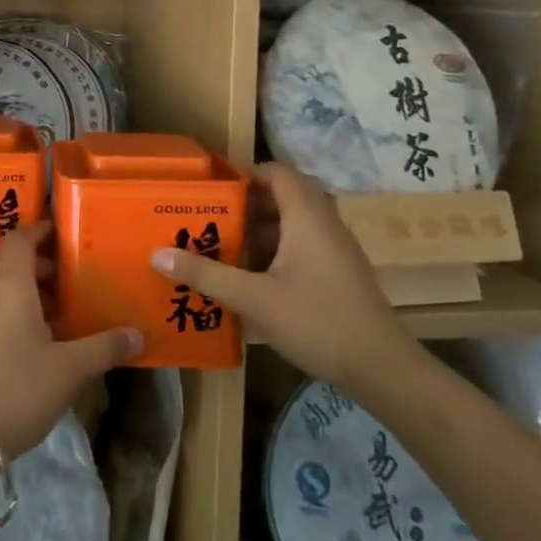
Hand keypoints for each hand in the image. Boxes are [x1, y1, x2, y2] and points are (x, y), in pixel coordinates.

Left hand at [0, 222, 143, 458]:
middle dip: (21, 254)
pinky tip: (29, 330)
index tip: (57, 231)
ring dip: (11, 279)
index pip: (18, 240)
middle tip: (52, 269)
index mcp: (9, 285)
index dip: (36, 231)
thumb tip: (138, 334)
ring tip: (47, 302)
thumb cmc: (20, 388)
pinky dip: (2, 302)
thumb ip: (104, 347)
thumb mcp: (70, 369)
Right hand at [150, 163, 417, 396]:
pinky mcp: (341, 272)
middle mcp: (325, 223)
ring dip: (262, 229)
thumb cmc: (317, 321)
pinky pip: (305, 244)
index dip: (246, 173)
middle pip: (285, 195)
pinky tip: (254, 277)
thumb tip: (157, 254)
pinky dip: (278, 249)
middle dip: (248, 203)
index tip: (214, 188)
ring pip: (295, 222)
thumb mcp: (253, 298)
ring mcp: (337, 249)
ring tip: (225, 246)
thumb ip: (206, 274)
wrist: (383, 369)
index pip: (277, 172)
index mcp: (306, 216)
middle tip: (213, 217)